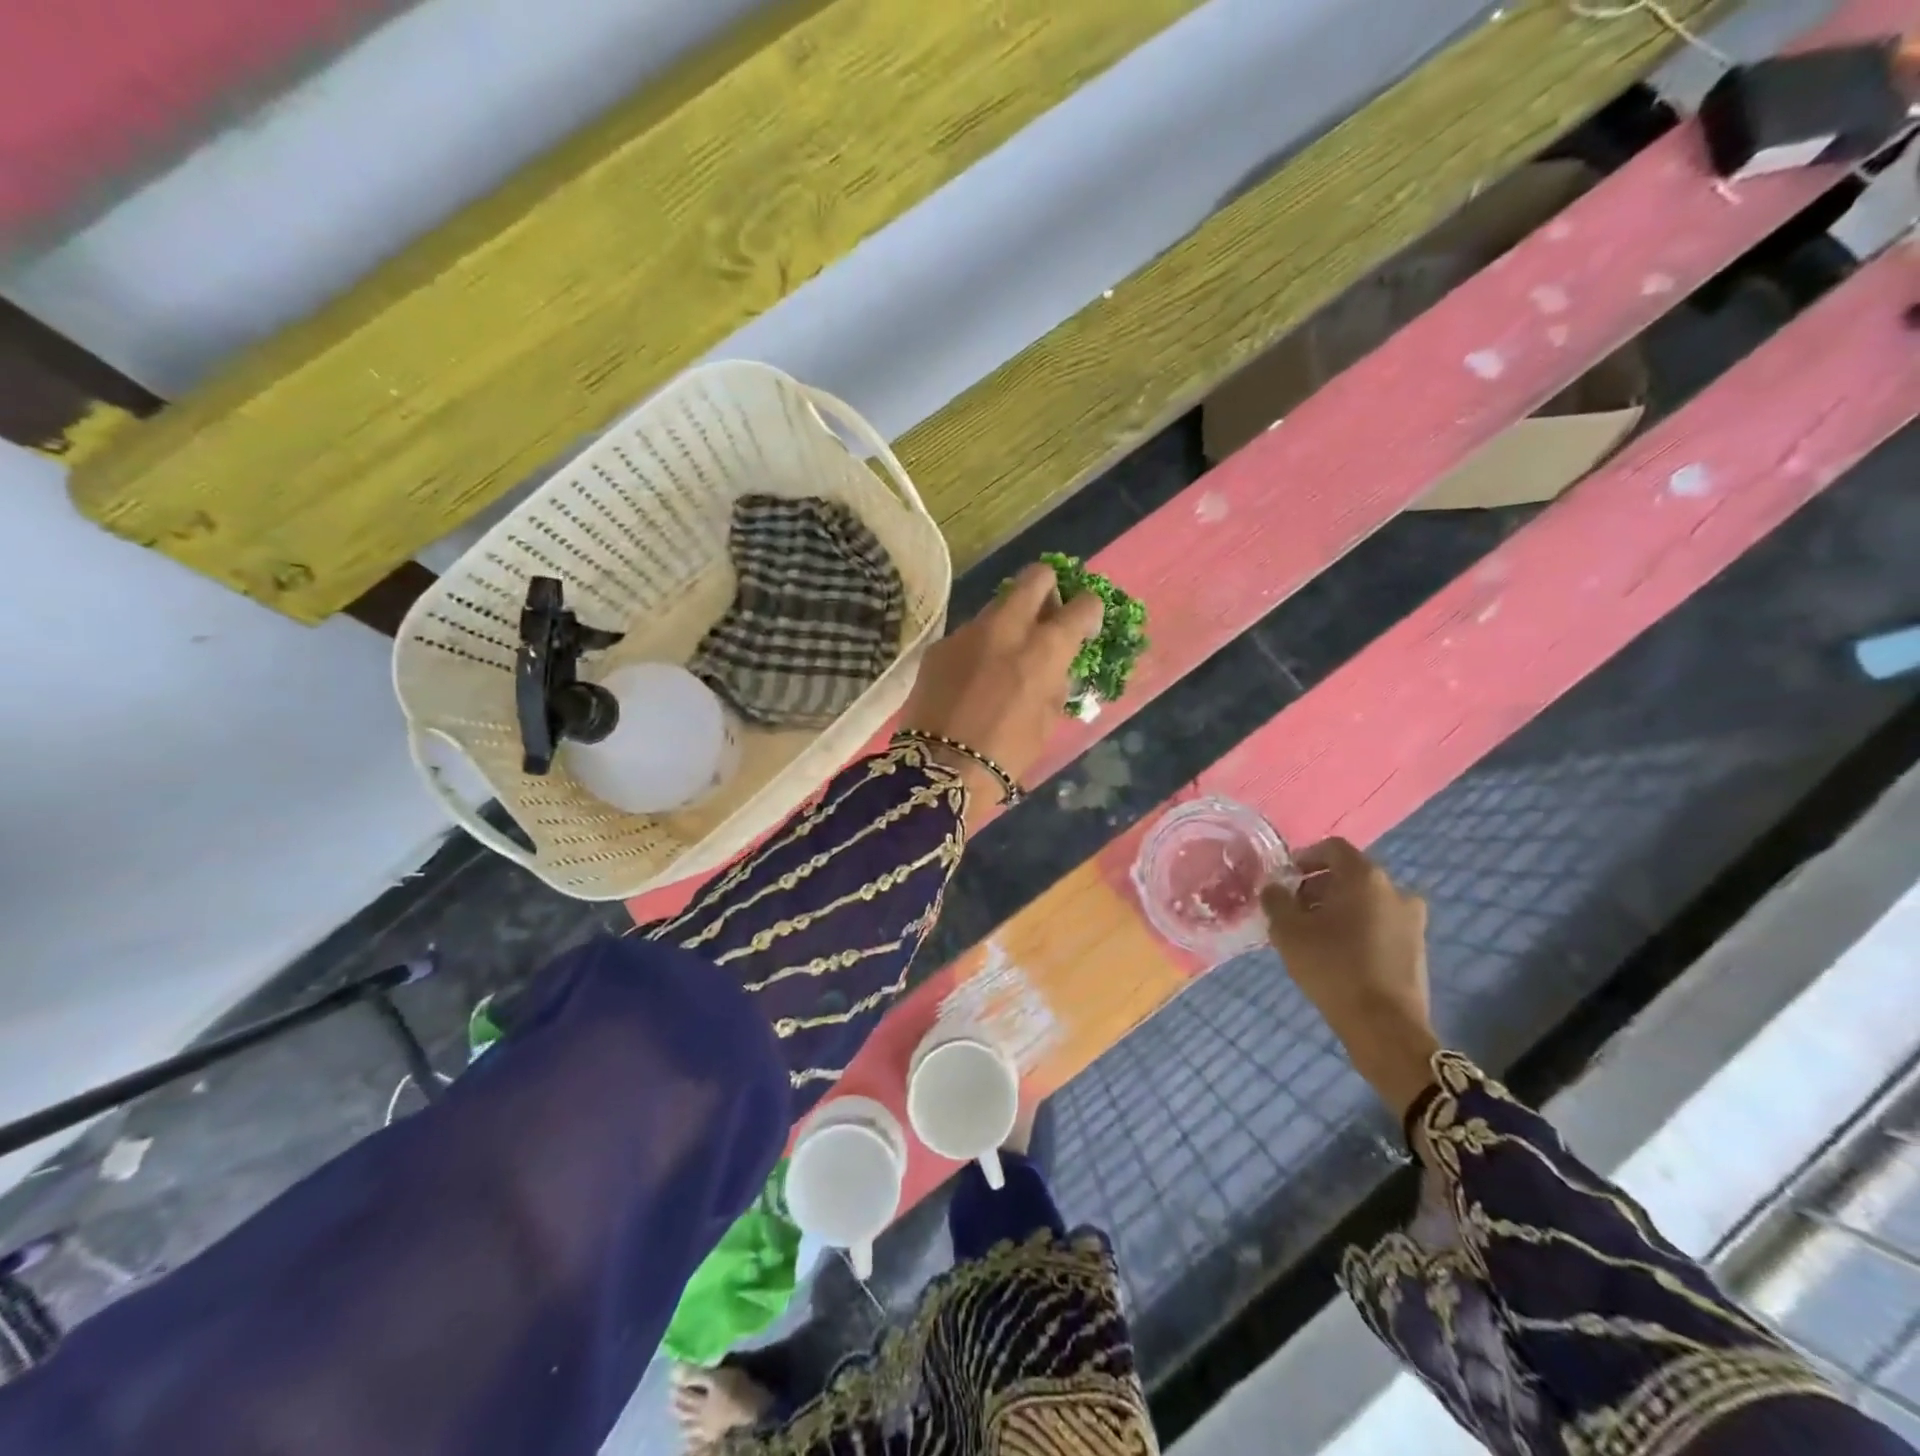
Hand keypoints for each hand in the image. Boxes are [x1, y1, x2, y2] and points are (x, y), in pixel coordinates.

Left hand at [898, 563, 1102, 820]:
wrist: (939, 768)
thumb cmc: (1006, 754)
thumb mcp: (1046, 722)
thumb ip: (1055, 683)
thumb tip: (1056, 666)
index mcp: (1044, 649)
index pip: (1083, 605)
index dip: (1089, 612)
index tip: (1084, 626)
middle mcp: (1007, 627)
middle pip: (1036, 576)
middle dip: (1048, 589)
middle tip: (1046, 617)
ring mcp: (968, 632)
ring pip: (997, 605)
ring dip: (1009, 620)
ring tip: (1003, 656)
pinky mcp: (940, 646)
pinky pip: (968, 634)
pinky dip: (978, 646)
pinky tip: (971, 677)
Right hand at [1261, 839, 1439, 1117]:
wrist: (1384, 1026)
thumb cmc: (1332, 967)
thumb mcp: (1288, 930)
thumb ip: (1276, 899)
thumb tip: (1275, 888)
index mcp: (1365, 877)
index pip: (1333, 848)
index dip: (1305, 858)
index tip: (1285, 879)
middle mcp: (1395, 890)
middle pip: (1350, 875)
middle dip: (1318, 887)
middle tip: (1293, 910)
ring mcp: (1412, 920)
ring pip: (1366, 901)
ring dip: (1338, 909)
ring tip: (1313, 935)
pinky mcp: (1417, 948)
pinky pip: (1380, 924)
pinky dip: (1357, 928)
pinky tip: (1337, 953)